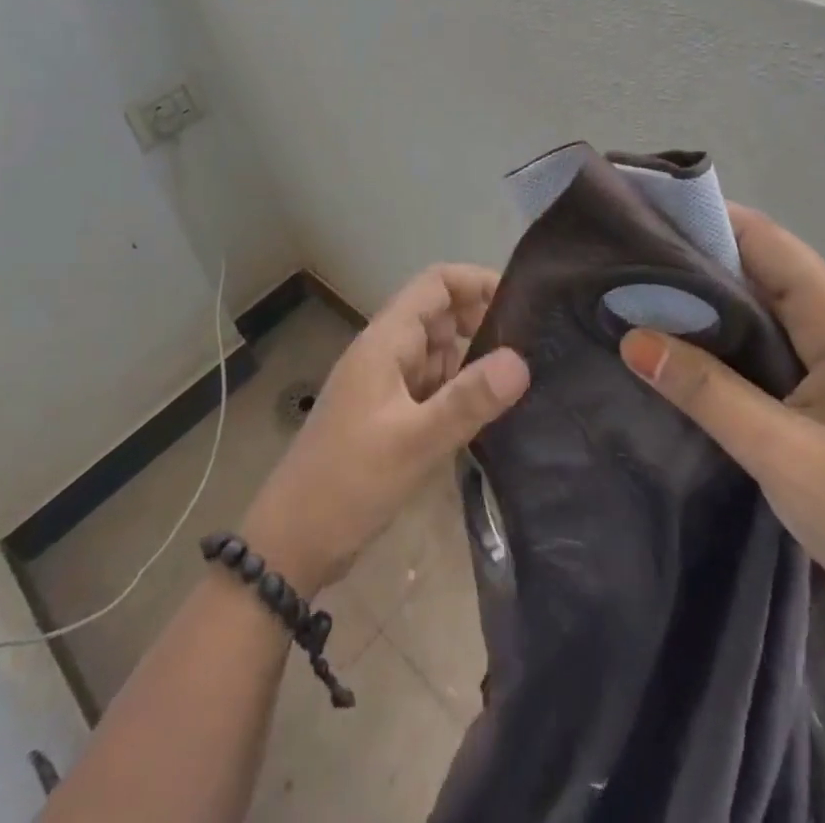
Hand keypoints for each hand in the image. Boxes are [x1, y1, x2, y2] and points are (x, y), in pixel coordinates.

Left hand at [240, 265, 530, 597]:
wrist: (292, 543)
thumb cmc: (349, 483)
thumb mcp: (415, 441)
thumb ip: (468, 399)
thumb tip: (521, 360)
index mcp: (386, 342)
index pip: (436, 284)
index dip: (476, 281)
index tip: (521, 302)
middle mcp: (386, 353)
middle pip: (440, 315)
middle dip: (482, 322)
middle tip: (532, 348)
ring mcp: (387, 385)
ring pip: (439, 353)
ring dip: (474, 359)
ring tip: (522, 378)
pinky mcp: (390, 416)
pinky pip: (433, 386)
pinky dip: (460, 390)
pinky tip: (490, 412)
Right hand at [618, 205, 824, 647]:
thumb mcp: (783, 455)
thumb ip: (707, 391)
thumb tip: (632, 338)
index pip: (762, 239)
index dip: (702, 219)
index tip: (639, 218)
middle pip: (759, 263)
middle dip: (694, 257)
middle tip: (622, 263)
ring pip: (762, 302)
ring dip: (707, 298)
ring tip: (636, 297)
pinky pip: (770, 338)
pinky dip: (726, 334)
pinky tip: (684, 348)